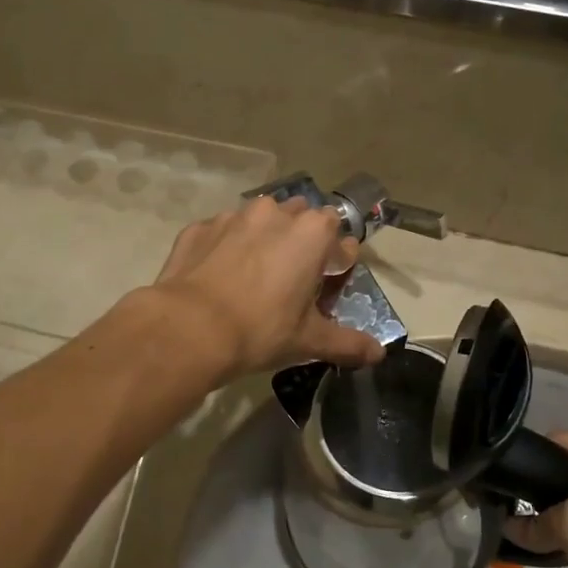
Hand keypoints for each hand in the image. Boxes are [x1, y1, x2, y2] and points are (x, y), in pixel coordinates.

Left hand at [149, 197, 385, 380]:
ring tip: (254, 276)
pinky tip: (219, 277)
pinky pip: (221, 232)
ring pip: (258, 220)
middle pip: (299, 218)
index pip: (338, 233)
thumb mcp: (309, 340)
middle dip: (301, 241)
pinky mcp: (198, 228)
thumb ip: (348, 342)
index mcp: (311, 233)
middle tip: (293, 278)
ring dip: (262, 239)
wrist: (189, 329)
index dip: (338, 257)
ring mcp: (232, 216)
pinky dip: (225, 247)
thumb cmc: (260, 330)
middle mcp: (274, 213)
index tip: (330, 281)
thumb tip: (378, 354)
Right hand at [504, 433, 567, 567]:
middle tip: (506, 503)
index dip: (531, 457)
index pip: (561, 441)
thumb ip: (536, 520)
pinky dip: (566, 528)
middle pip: (567, 466)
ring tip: (519, 523)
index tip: (502, 479)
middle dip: (539, 485)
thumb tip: (509, 526)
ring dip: (550, 510)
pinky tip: (543, 541)